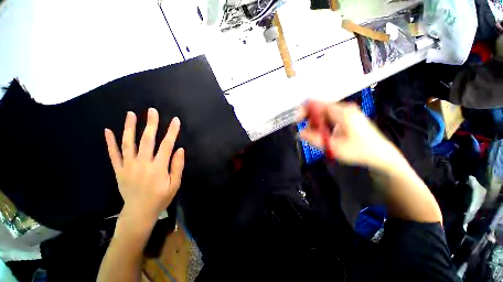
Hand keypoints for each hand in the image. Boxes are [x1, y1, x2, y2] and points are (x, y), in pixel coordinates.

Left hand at [104, 108, 184, 223]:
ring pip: (128, 144)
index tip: (175, 120)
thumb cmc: (160, 198)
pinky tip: (108, 131)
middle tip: (152, 111)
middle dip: (151, 124)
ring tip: (131, 114)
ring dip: (129, 128)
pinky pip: (113, 155)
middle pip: (147, 140)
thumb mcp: (175, 184)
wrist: (139, 212)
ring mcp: (128, 166)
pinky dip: (110, 142)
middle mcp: (142, 164)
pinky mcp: (119, 170)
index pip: (167, 145)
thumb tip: (180, 149)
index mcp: (158, 167)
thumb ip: (177, 166)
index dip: (172, 132)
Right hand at [299, 100, 404, 171]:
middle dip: (310, 120)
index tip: (297, 122)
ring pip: (324, 114)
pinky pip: (330, 117)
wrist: (381, 156)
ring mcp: (348, 112)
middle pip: (320, 108)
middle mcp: (344, 108)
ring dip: (316, 124)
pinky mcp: (349, 117)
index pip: (317, 104)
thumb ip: (313, 139)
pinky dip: (323, 125)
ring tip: (317, 137)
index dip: (304, 110)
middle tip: (307, 134)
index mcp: (342, 112)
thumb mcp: (333, 147)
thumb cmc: (359, 151)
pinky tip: (325, 135)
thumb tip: (299, 133)